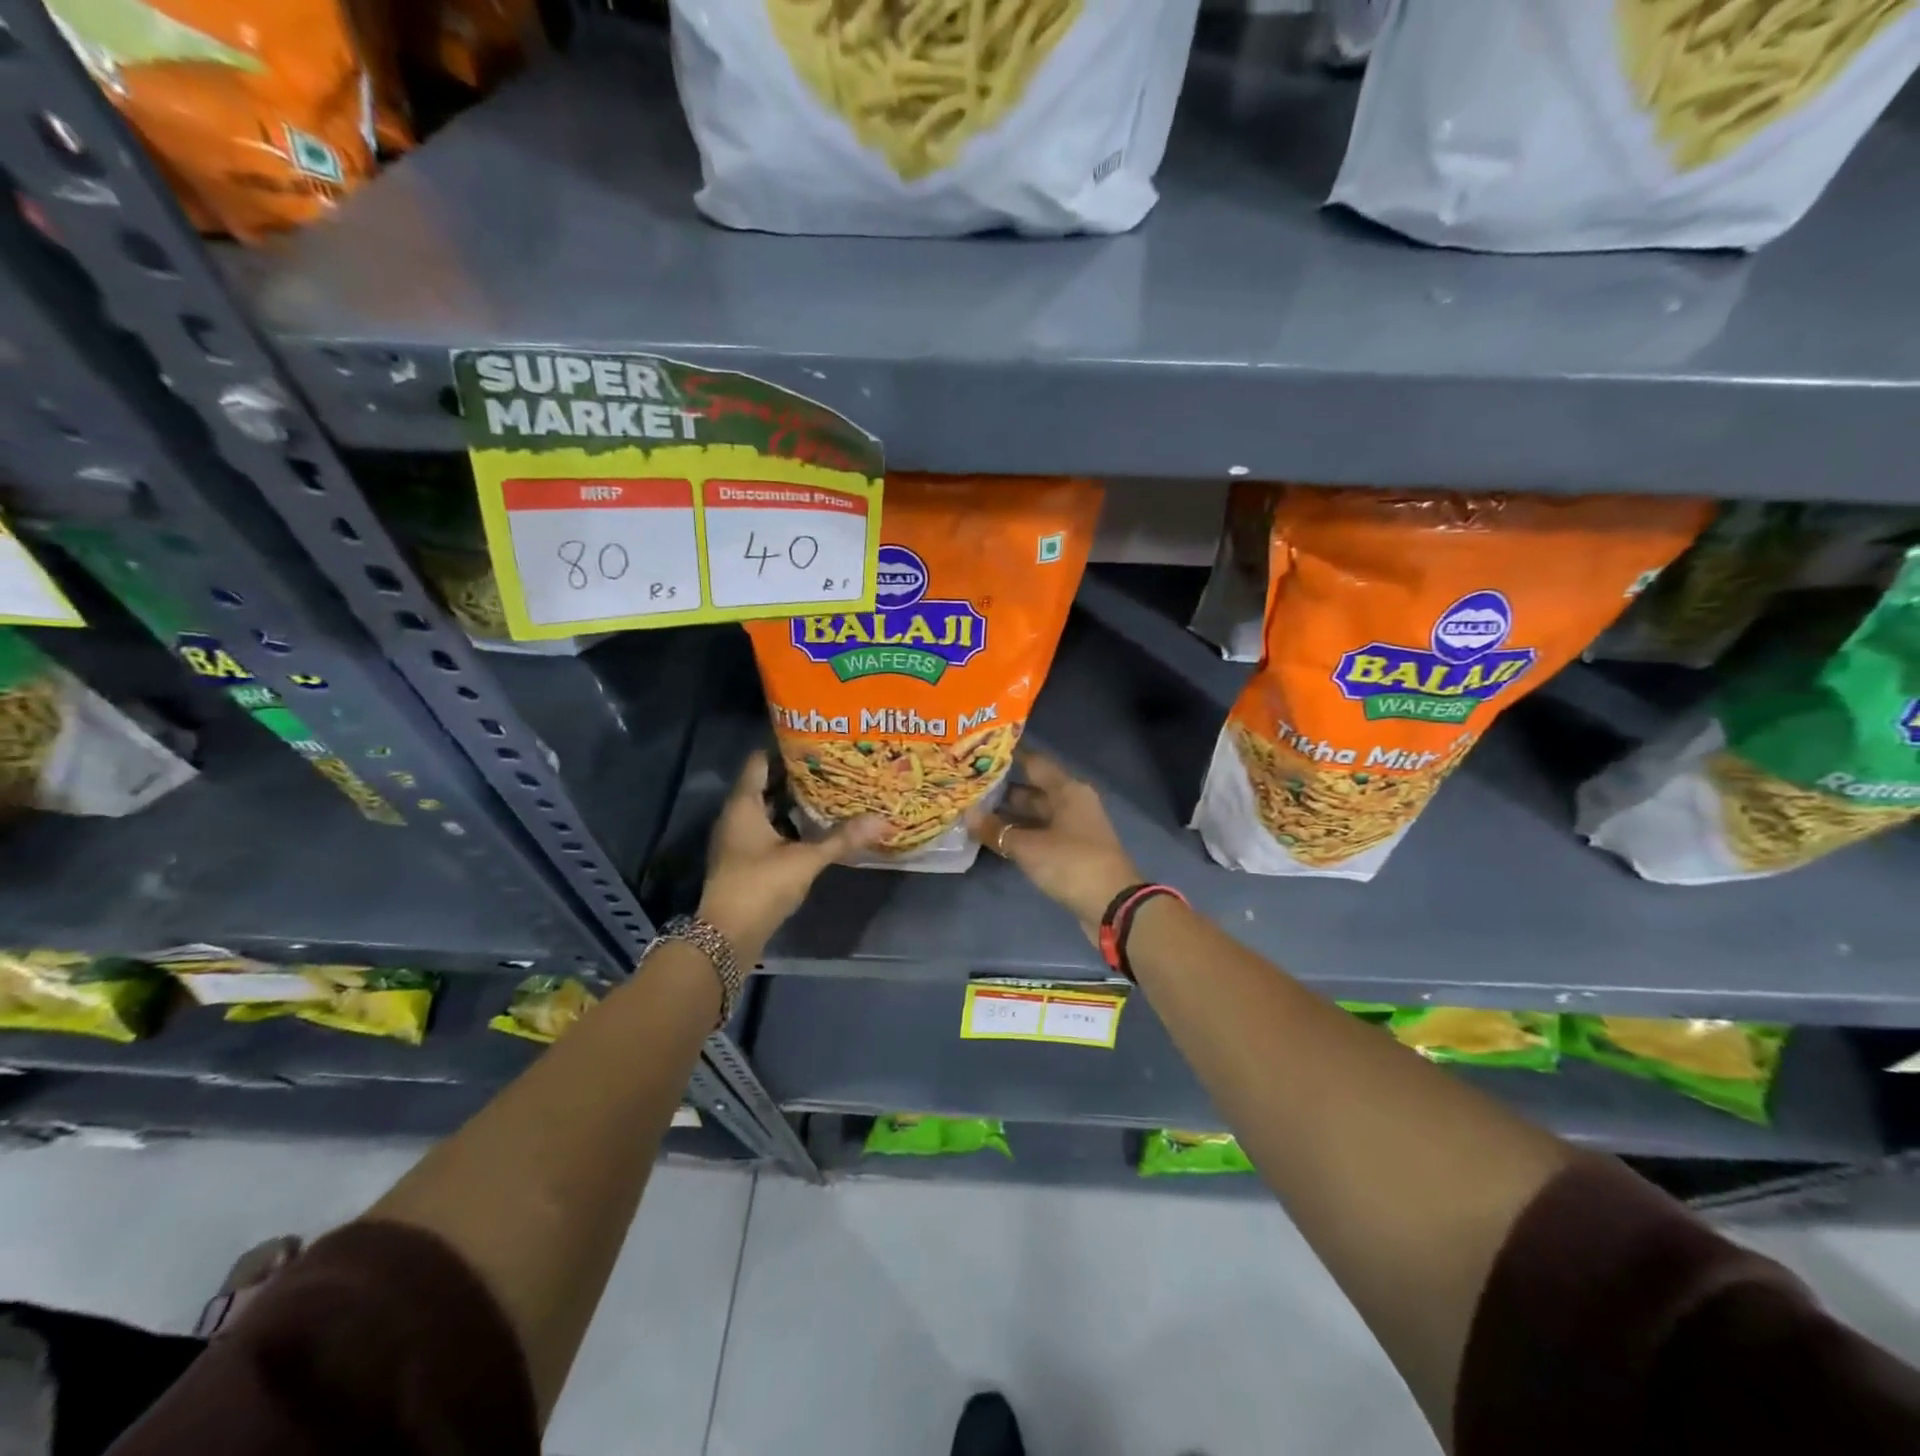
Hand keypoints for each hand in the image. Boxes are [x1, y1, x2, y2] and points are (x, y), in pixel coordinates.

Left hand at [698, 752, 884, 963]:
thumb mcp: (806, 859)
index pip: (759, 762)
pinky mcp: (743, 860)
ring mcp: (737, 839)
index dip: (783, 749)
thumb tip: (882, 820)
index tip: (812, 741)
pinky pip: (766, 830)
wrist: (728, 934)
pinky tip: (813, 828)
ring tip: (827, 792)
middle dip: (794, 776)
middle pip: (763, 785)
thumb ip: (842, 839)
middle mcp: (735, 816)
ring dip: (791, 802)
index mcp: (744, 805)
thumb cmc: (761, 885)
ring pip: (766, 810)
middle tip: (829, 765)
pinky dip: (787, 825)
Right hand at [967, 751, 1141, 939]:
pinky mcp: (1072, 851)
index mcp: (1068, 790)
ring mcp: (1074, 828)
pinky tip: (995, 838)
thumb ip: (996, 830)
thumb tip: (967, 814)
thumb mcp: (1028, 846)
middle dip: (1003, 790)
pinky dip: (1020, 834)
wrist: (1112, 905)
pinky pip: (1041, 834)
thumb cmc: (1071, 863)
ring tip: (974, 813)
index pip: (1034, 763)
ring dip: (1009, 815)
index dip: (1009, 757)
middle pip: (1034, 790)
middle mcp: (1073, 803)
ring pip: (1036, 815)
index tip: (981, 753)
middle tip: (969, 788)